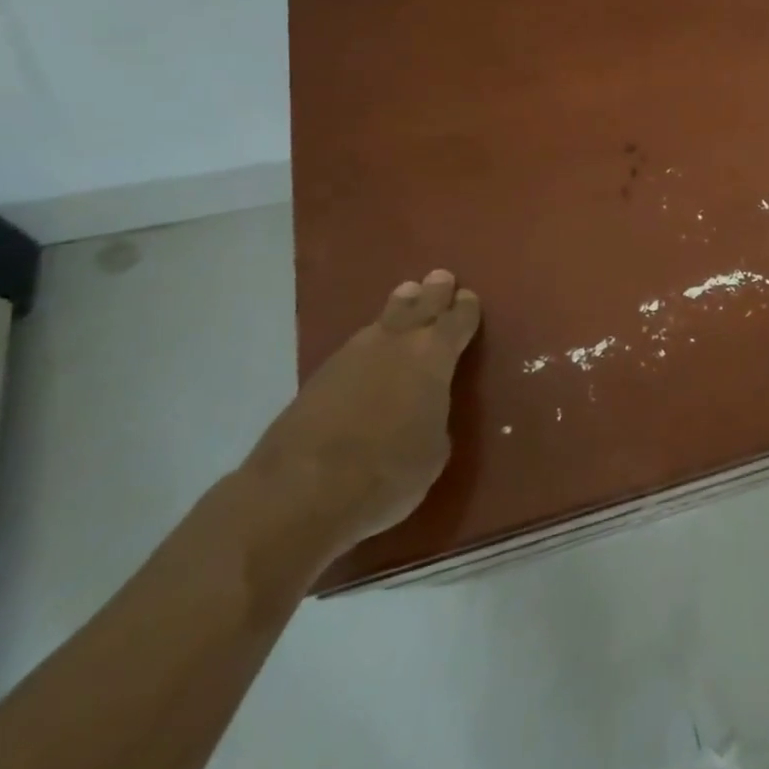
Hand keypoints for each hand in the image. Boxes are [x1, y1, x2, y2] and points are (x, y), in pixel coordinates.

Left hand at [246, 270, 481, 562]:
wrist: (300, 491)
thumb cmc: (387, 471)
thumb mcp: (435, 450)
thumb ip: (435, 416)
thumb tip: (425, 410)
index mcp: (434, 355)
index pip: (457, 320)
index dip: (465, 308)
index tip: (468, 297)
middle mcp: (396, 343)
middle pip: (419, 305)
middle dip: (433, 292)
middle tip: (440, 277)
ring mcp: (352, 356)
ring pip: (383, 320)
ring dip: (399, 307)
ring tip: (406, 295)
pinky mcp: (318, 377)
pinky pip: (356, 346)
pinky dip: (370, 341)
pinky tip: (371, 347)